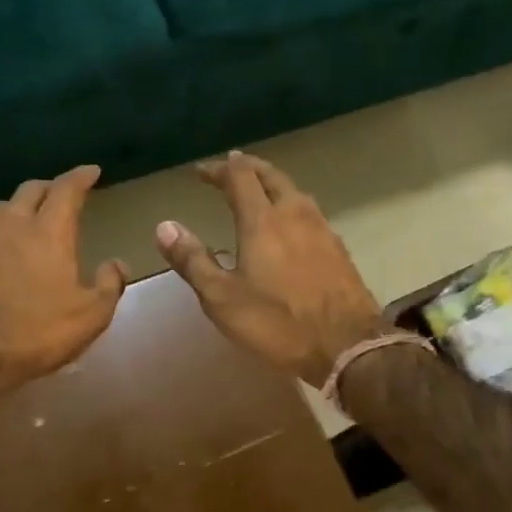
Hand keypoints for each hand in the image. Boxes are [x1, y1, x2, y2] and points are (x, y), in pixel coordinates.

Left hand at [0, 164, 126, 398]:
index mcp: (49, 232)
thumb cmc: (37, 331)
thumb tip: (117, 264)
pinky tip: (9, 252)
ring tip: (35, 218)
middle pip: (31, 190)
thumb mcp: (89, 316)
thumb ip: (108, 285)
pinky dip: (5, 233)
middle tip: (64, 194)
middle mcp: (14, 226)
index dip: (81, 176)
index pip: (66, 189)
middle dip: (50, 187)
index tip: (92, 171)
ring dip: (23, 206)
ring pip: (5, 208)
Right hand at [155, 152, 385, 386]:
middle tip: (231, 166)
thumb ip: (192, 261)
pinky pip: (311, 213)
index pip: (239, 177)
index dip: (218, 169)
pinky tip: (290, 226)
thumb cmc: (277, 323)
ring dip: (272, 184)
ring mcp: (322, 230)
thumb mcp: (221, 298)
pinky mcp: (339, 249)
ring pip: (295, 192)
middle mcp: (295, 214)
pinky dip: (292, 206)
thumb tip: (164, 226)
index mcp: (262, 221)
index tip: (201, 171)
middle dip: (248, 167)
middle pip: (271, 175)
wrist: (347, 345)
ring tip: (258, 190)